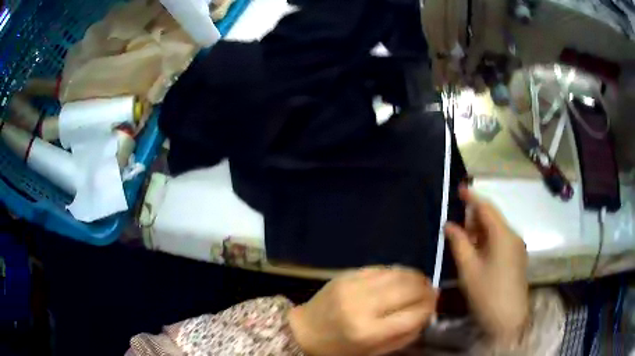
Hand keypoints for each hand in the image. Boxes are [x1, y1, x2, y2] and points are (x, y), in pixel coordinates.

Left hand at [288, 266, 437, 355]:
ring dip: (415, 277)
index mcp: (369, 331)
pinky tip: (400, 278)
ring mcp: (353, 285)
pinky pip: (381, 268)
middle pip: (409, 289)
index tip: (434, 305)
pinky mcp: (347, 274)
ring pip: (398, 273)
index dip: (429, 308)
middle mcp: (363, 305)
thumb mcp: (374, 352)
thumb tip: (428, 312)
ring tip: (420, 283)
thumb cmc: (340, 348)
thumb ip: (404, 335)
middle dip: (426, 289)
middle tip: (431, 292)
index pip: (414, 314)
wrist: (304, 330)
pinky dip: (397, 272)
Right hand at [445, 186, 528, 346]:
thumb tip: (450, 225)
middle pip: (493, 218)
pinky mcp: (516, 259)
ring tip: (463, 238)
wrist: (508, 320)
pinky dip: (487, 241)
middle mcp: (513, 236)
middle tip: (455, 222)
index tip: (459, 188)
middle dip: (474, 217)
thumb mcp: (468, 269)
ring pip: (496, 231)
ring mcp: (516, 248)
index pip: (486, 208)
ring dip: (480, 231)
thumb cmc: (487, 293)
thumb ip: (459, 243)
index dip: (472, 197)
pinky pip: (500, 242)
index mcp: (503, 235)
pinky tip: (476, 252)